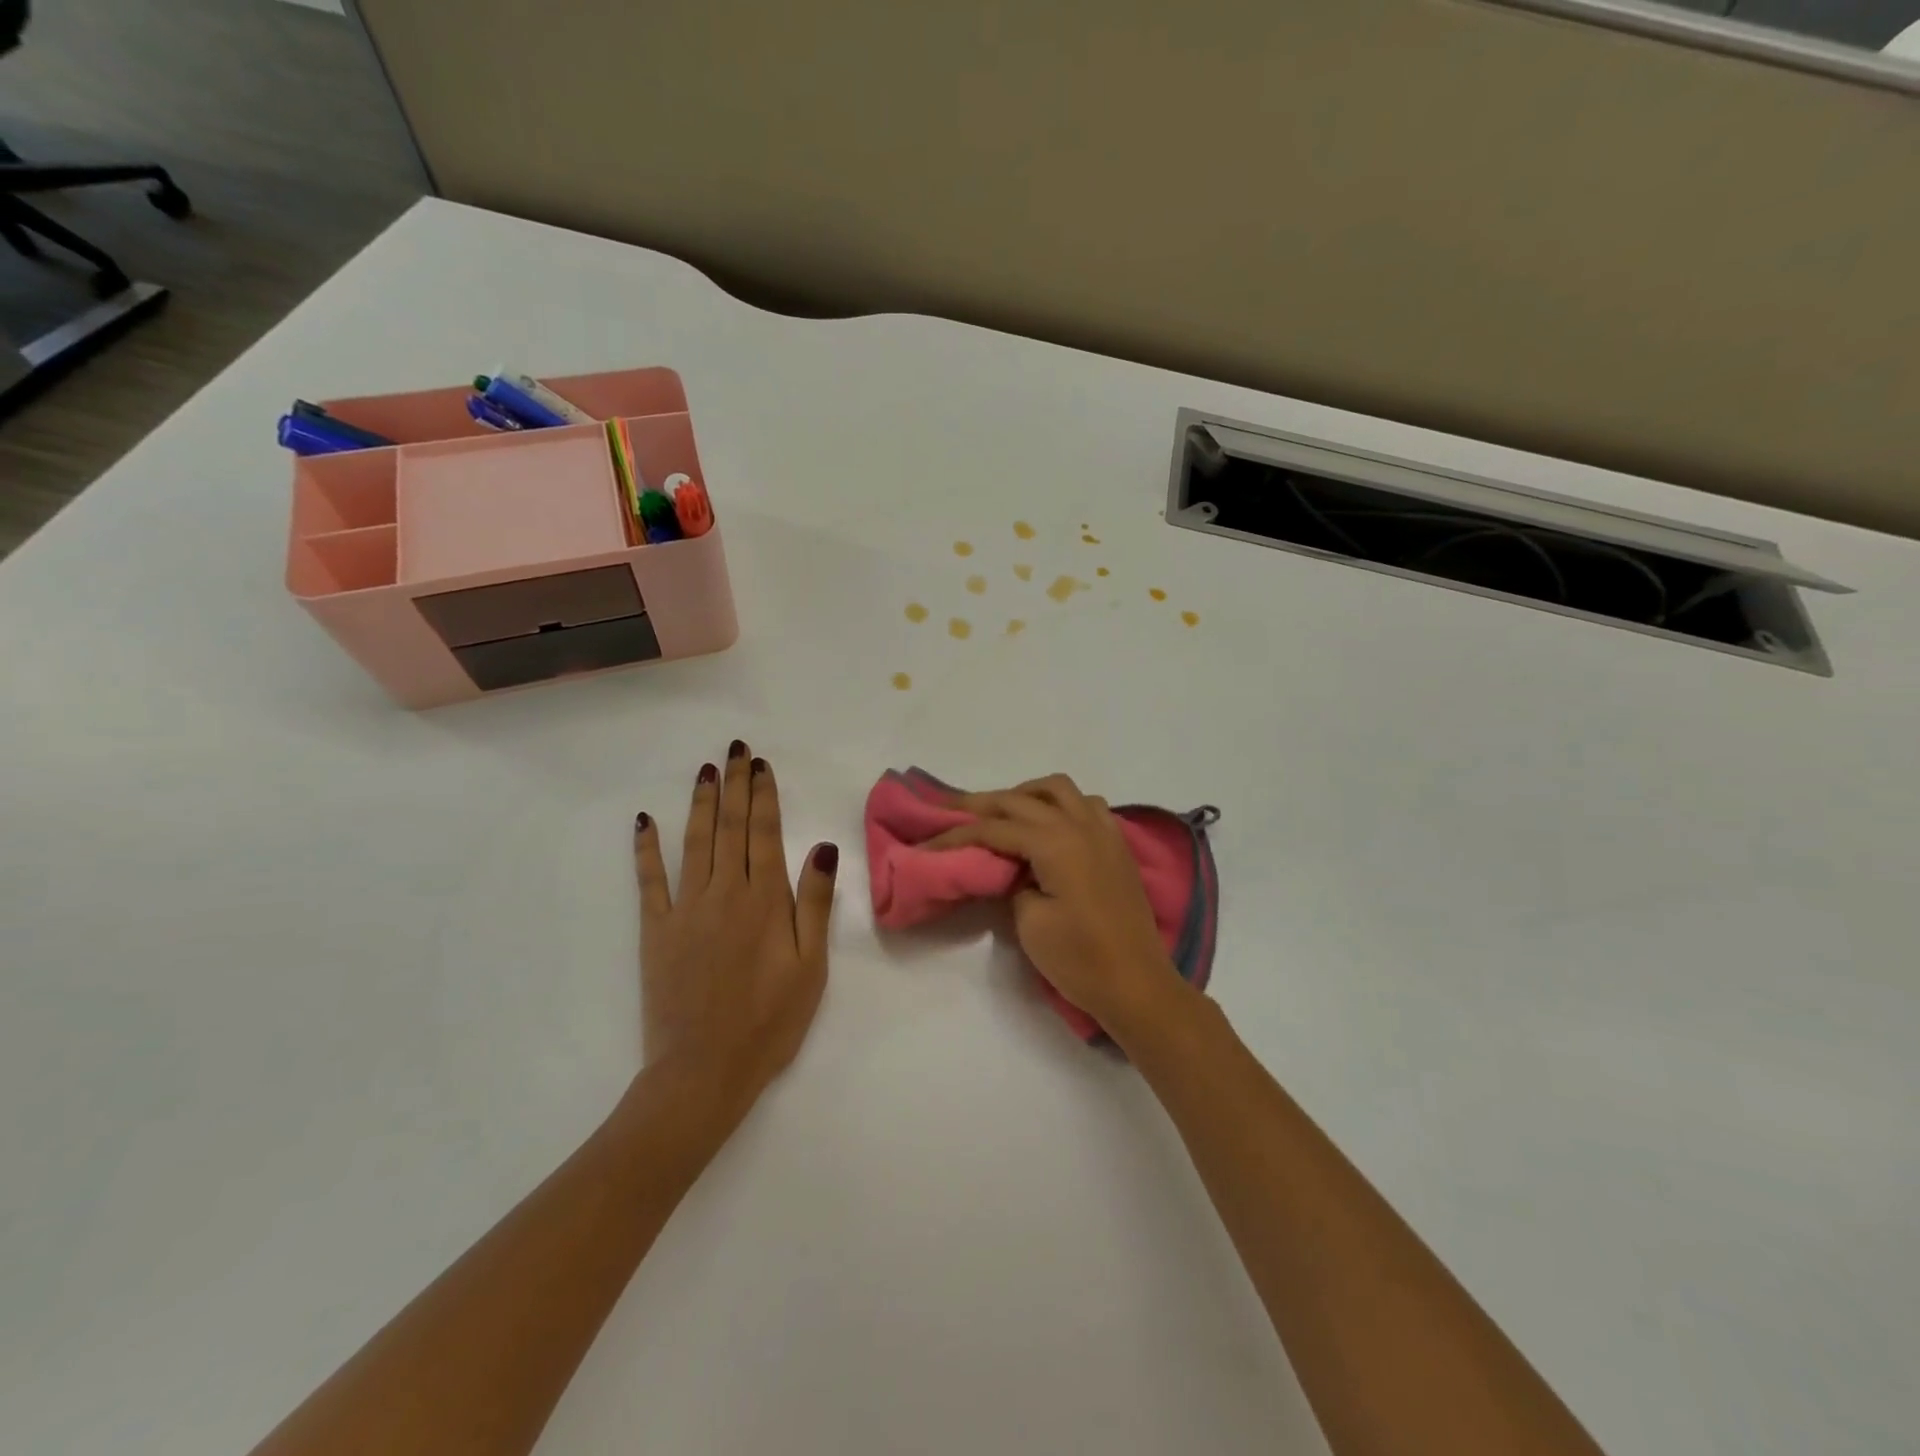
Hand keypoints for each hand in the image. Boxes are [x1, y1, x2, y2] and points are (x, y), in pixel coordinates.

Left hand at [632, 742, 837, 1124]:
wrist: (704, 1071)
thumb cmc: (769, 1021)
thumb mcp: (811, 966)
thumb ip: (814, 903)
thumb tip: (822, 846)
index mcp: (765, 900)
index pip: (765, 833)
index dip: (764, 796)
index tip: (762, 766)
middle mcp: (725, 893)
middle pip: (730, 827)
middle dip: (735, 786)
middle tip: (736, 750)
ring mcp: (685, 909)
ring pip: (694, 843)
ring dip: (699, 803)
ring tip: (706, 771)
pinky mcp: (656, 931)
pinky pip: (648, 881)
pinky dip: (646, 848)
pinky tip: (644, 821)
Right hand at [928, 774, 1188, 1045]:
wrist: (1137, 985)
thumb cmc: (1080, 959)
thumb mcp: (1030, 923)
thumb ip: (1012, 884)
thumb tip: (1010, 868)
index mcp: (1056, 842)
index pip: (995, 828)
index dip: (957, 834)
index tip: (928, 841)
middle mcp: (1080, 825)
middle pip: (1021, 800)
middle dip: (982, 804)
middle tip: (950, 810)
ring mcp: (1104, 832)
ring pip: (1059, 789)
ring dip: (1026, 794)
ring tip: (1003, 815)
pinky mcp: (1116, 846)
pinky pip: (1087, 805)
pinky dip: (1061, 805)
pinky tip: (1049, 827)